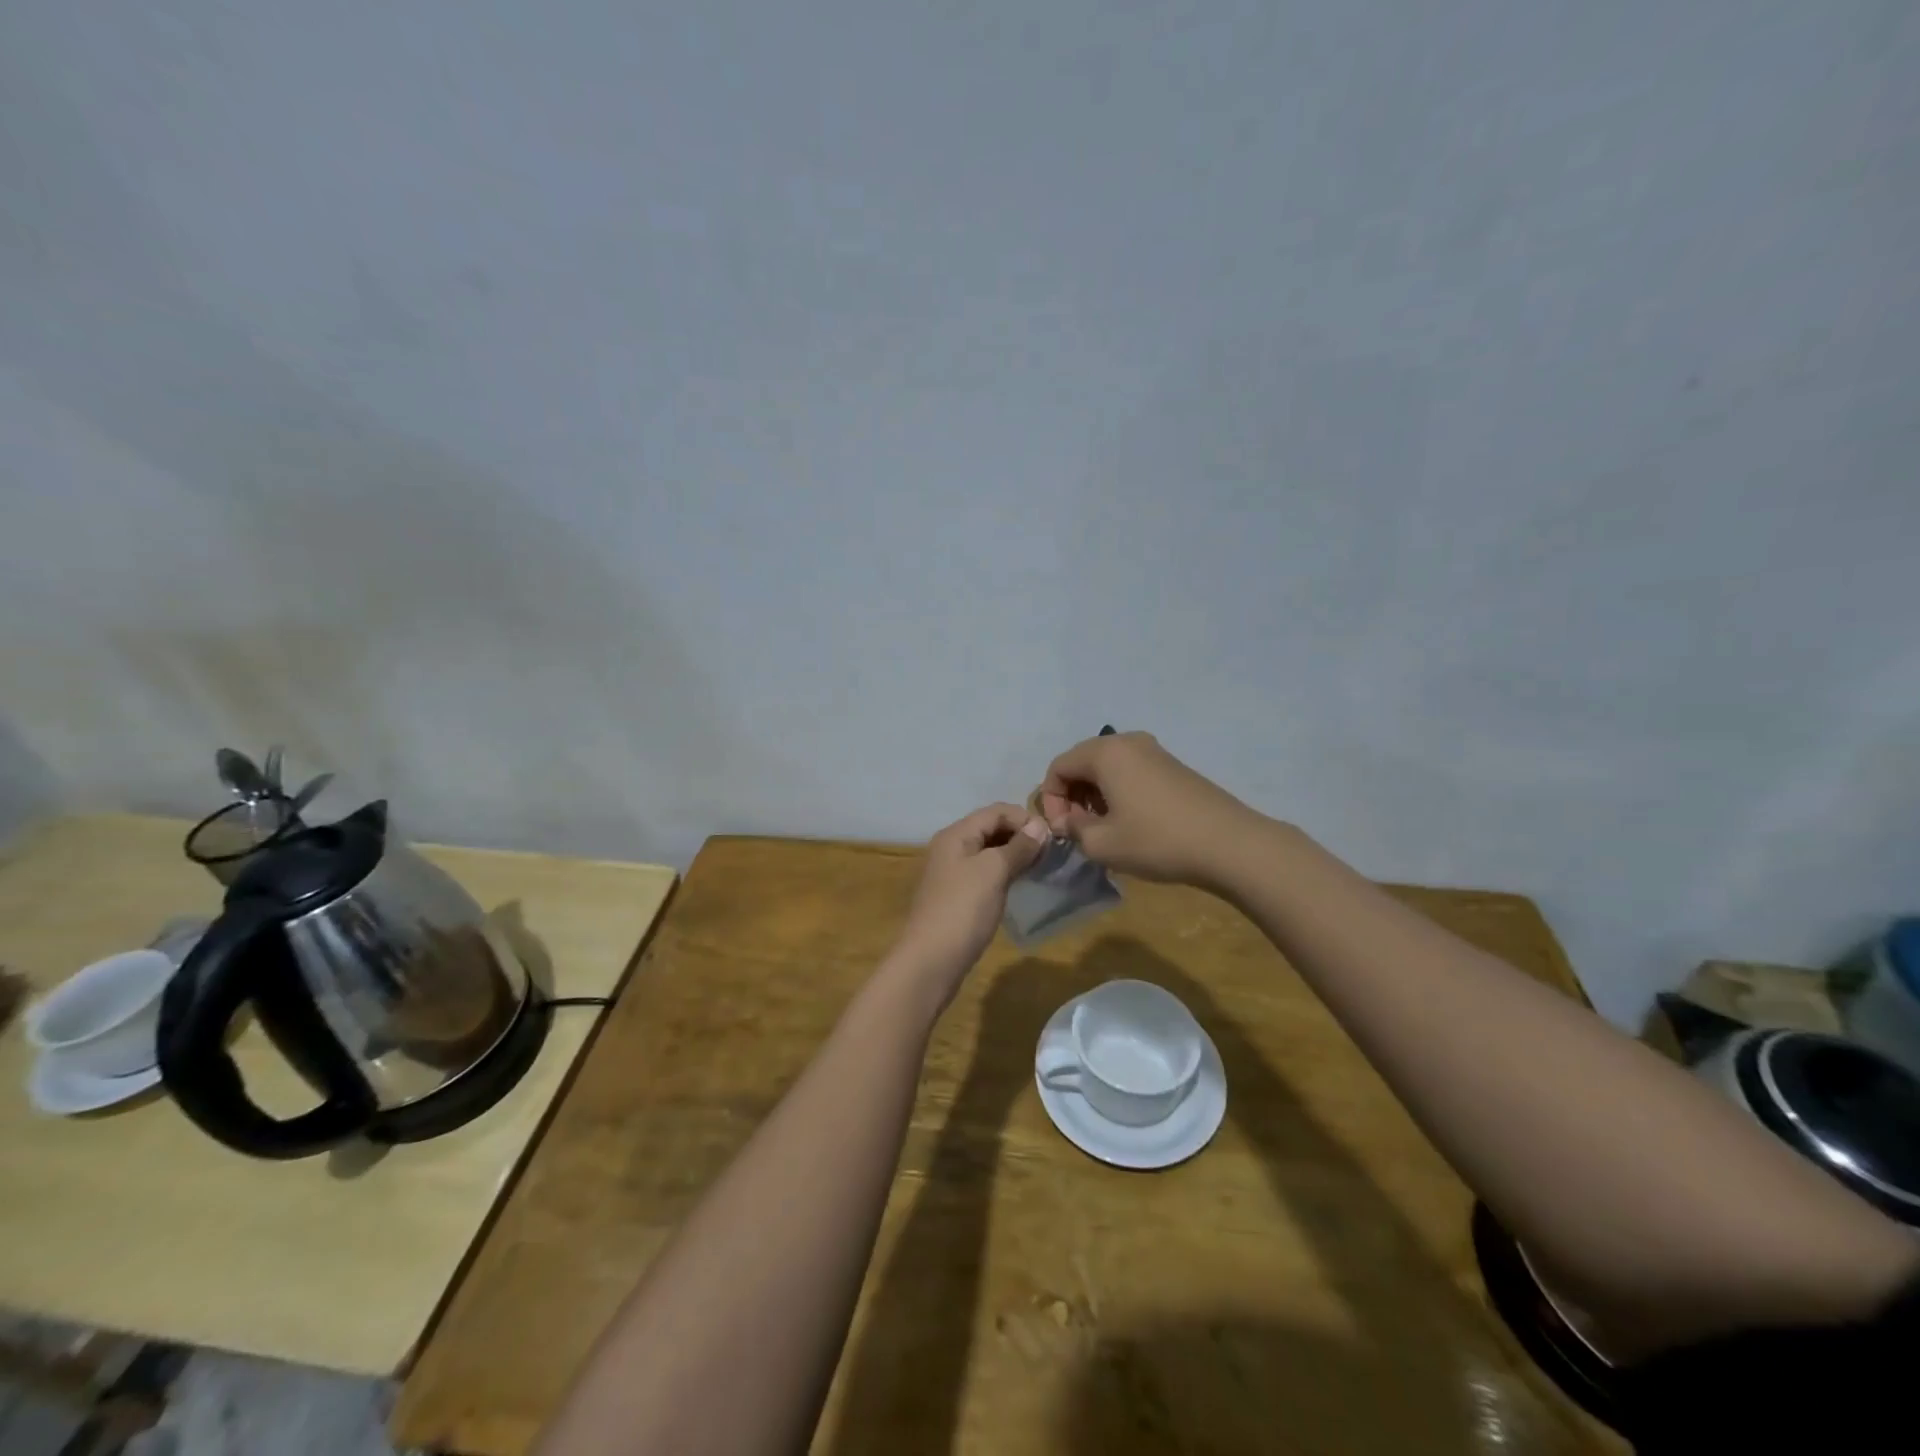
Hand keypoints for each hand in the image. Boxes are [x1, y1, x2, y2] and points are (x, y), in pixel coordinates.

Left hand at [890, 803, 1049, 996]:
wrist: (930, 961)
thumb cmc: (963, 910)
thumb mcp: (993, 872)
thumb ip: (1018, 846)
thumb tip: (1040, 825)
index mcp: (956, 834)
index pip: (996, 811)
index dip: (1025, 818)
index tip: (1052, 837)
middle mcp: (950, 847)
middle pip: (990, 828)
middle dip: (1020, 835)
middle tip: (1049, 853)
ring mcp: (951, 872)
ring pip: (988, 851)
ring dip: (1014, 854)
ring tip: (1039, 867)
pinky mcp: (956, 895)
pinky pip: (984, 872)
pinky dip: (1004, 871)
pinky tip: (1018, 883)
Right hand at [1038, 731, 1267, 889]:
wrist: (1230, 844)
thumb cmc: (1158, 841)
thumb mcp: (1103, 844)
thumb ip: (1074, 829)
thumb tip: (1068, 821)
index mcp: (1105, 752)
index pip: (1058, 767)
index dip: (1051, 799)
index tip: (1062, 831)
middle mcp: (1128, 742)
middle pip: (1082, 762)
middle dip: (1072, 795)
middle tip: (1079, 829)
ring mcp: (1154, 751)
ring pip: (1107, 767)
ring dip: (1095, 795)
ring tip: (1104, 828)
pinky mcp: (1173, 766)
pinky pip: (1130, 771)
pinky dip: (1119, 791)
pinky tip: (1131, 822)